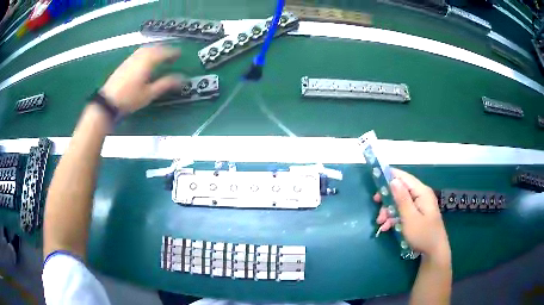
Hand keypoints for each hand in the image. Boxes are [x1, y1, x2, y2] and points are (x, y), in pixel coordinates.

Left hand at [101, 45, 183, 114]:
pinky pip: (140, 51)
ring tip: (161, 55)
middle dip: (165, 48)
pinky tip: (147, 59)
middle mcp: (139, 56)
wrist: (107, 102)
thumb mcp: (149, 94)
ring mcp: (131, 58)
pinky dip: (147, 52)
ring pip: (146, 48)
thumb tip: (182, 79)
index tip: (180, 53)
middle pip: (155, 47)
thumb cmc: (129, 99)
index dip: (173, 52)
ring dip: (156, 49)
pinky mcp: (125, 62)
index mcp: (147, 62)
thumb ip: (165, 84)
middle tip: (172, 54)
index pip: (163, 52)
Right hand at [374, 169, 449, 257]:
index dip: (390, 176)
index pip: (404, 177)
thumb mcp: (410, 218)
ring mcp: (420, 205)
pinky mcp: (418, 214)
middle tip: (377, 206)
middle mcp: (421, 195)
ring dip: (389, 210)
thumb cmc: (423, 234)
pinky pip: (403, 211)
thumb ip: (402, 199)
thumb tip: (393, 180)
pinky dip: (394, 217)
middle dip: (387, 199)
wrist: (434, 251)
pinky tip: (387, 227)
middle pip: (401, 190)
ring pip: (400, 202)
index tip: (376, 180)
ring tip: (381, 223)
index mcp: (421, 192)